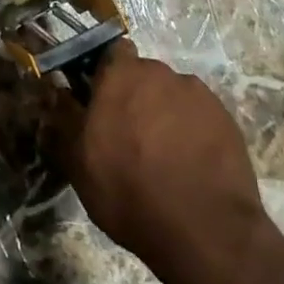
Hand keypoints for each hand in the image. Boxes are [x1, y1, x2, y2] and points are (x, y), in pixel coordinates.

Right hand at [53, 40, 274, 276]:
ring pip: (173, 96)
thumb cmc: (128, 191)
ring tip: (165, 156)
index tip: (100, 100)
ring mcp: (198, 95)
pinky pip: (200, 117)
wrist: (205, 231)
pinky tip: (191, 165)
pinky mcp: (227, 119)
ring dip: (166, 114)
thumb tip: (56, 92)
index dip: (105, 74)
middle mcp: (160, 73)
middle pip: (144, 75)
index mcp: (121, 75)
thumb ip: (64, 119)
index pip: (111, 52)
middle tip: (130, 135)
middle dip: (136, 97)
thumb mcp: (78, 162)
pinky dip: (194, 132)